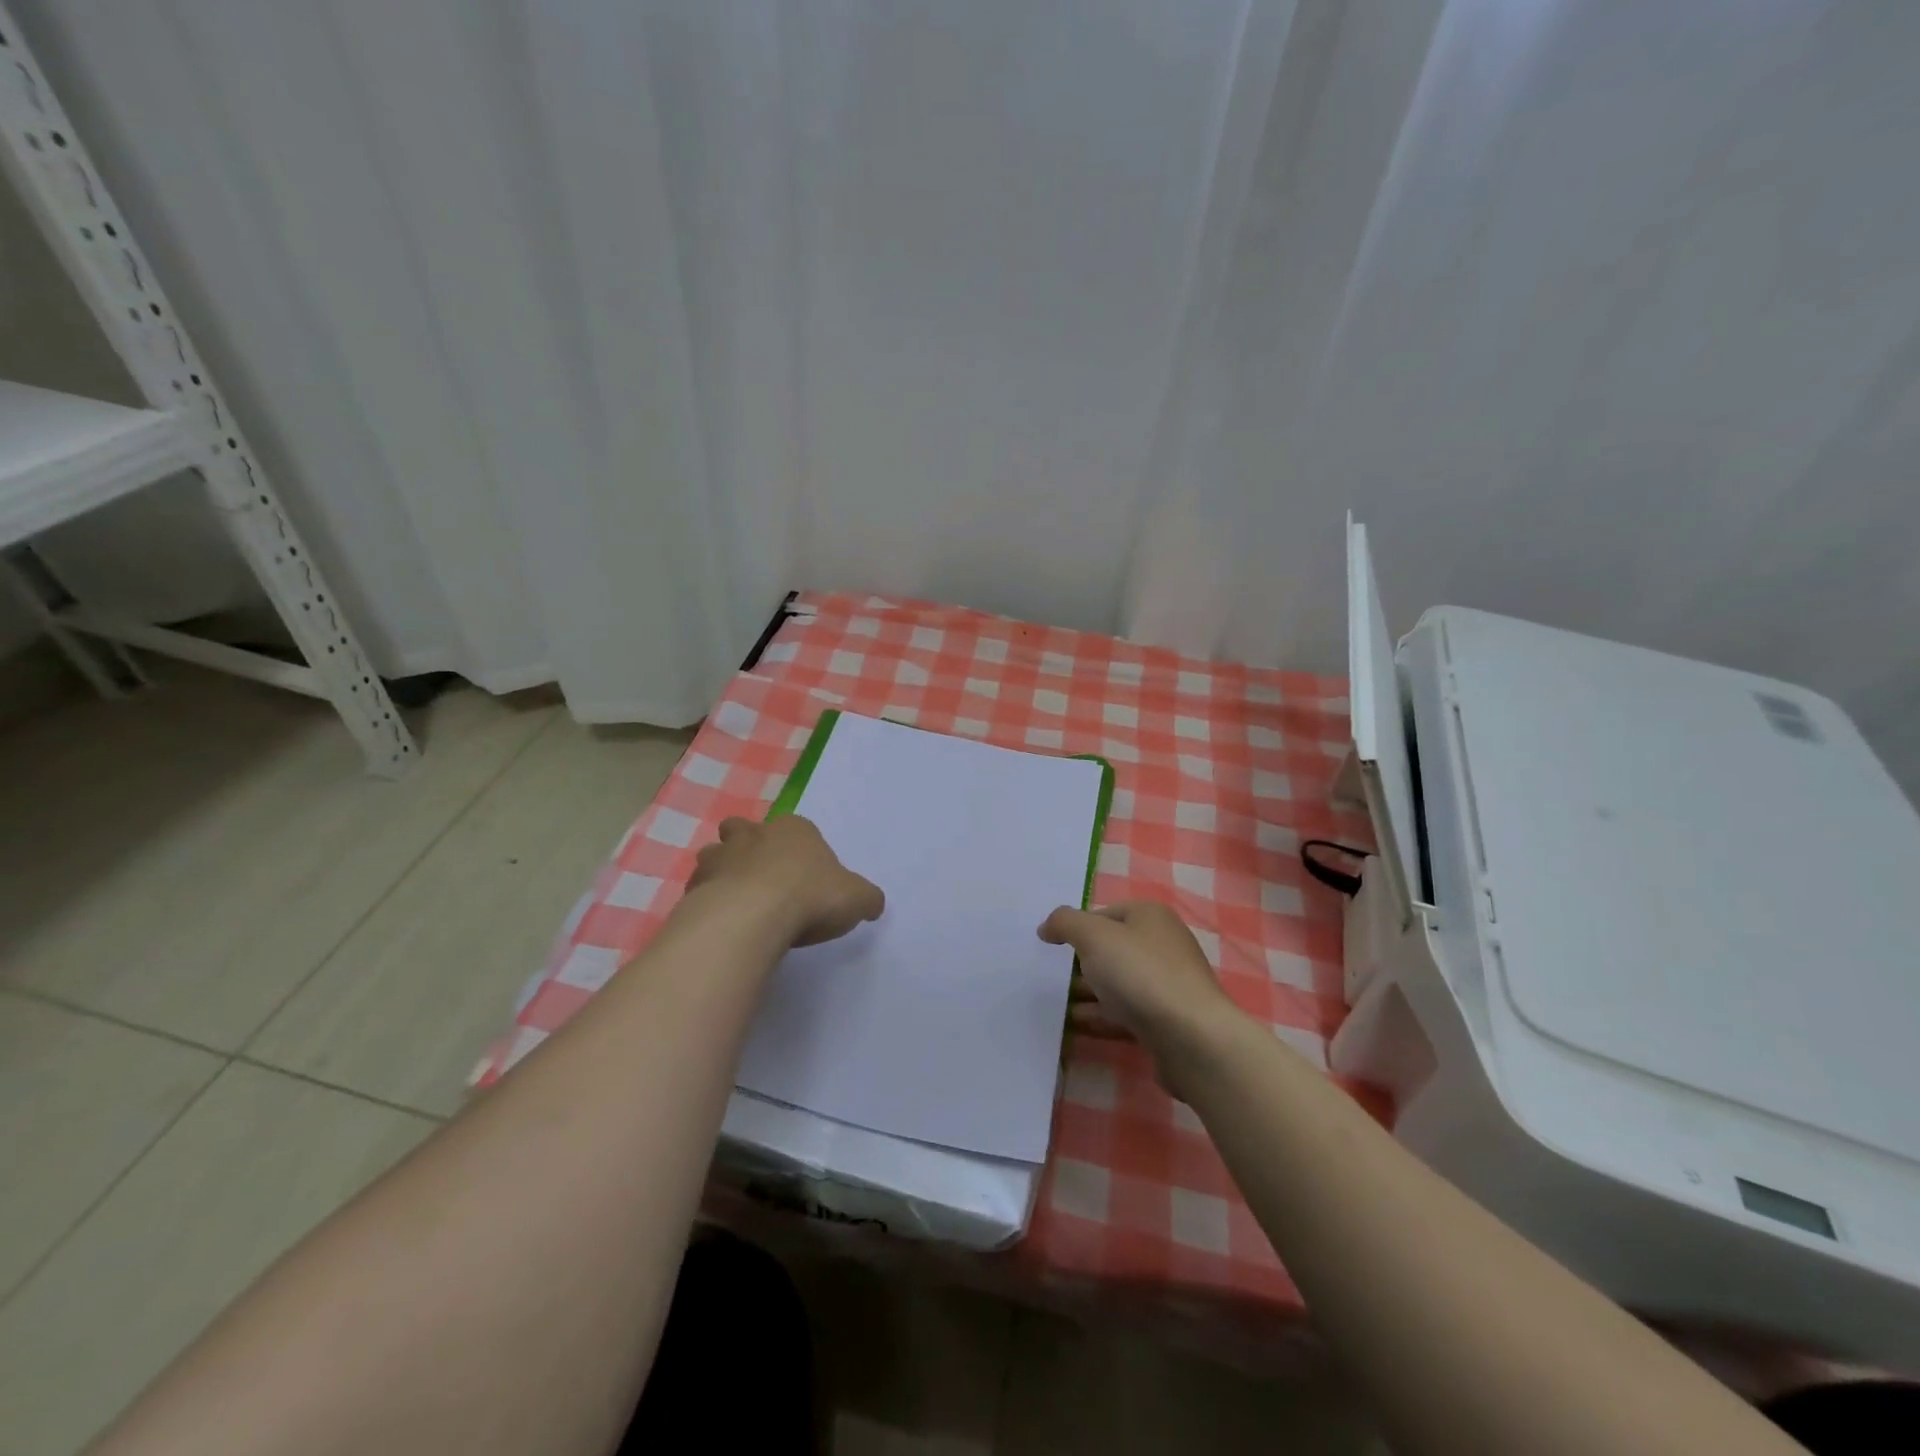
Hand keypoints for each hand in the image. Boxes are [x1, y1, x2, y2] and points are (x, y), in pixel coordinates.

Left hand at [688, 815, 884, 946]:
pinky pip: (699, 888)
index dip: (799, 849)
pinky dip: (707, 901)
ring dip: (722, 871)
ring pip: (715, 855)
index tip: (804, 876)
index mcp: (796, 829)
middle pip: (744, 830)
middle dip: (748, 846)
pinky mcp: (696, 885)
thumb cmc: (811, 896)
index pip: (797, 829)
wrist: (753, 916)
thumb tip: (873, 904)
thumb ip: (866, 898)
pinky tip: (720, 923)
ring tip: (736, 902)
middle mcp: (754, 834)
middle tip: (761, 878)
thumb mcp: (857, 898)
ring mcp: (720, 857)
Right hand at [1038, 900, 1237, 1051]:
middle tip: (1049, 978)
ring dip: (1086, 993)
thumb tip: (1047, 927)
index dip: (1076, 928)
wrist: (1192, 1039)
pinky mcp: (1166, 1020)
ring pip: (1116, 984)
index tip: (1051, 949)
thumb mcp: (1093, 936)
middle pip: (1110, 949)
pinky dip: (1100, 1017)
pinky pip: (1125, 1013)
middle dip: (1080, 964)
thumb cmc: (1141, 974)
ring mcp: (1166, 984)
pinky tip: (1075, 1026)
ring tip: (1054, 1006)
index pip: (1103, 914)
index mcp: (1150, 916)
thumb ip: (1065, 923)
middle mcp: (1162, 945)